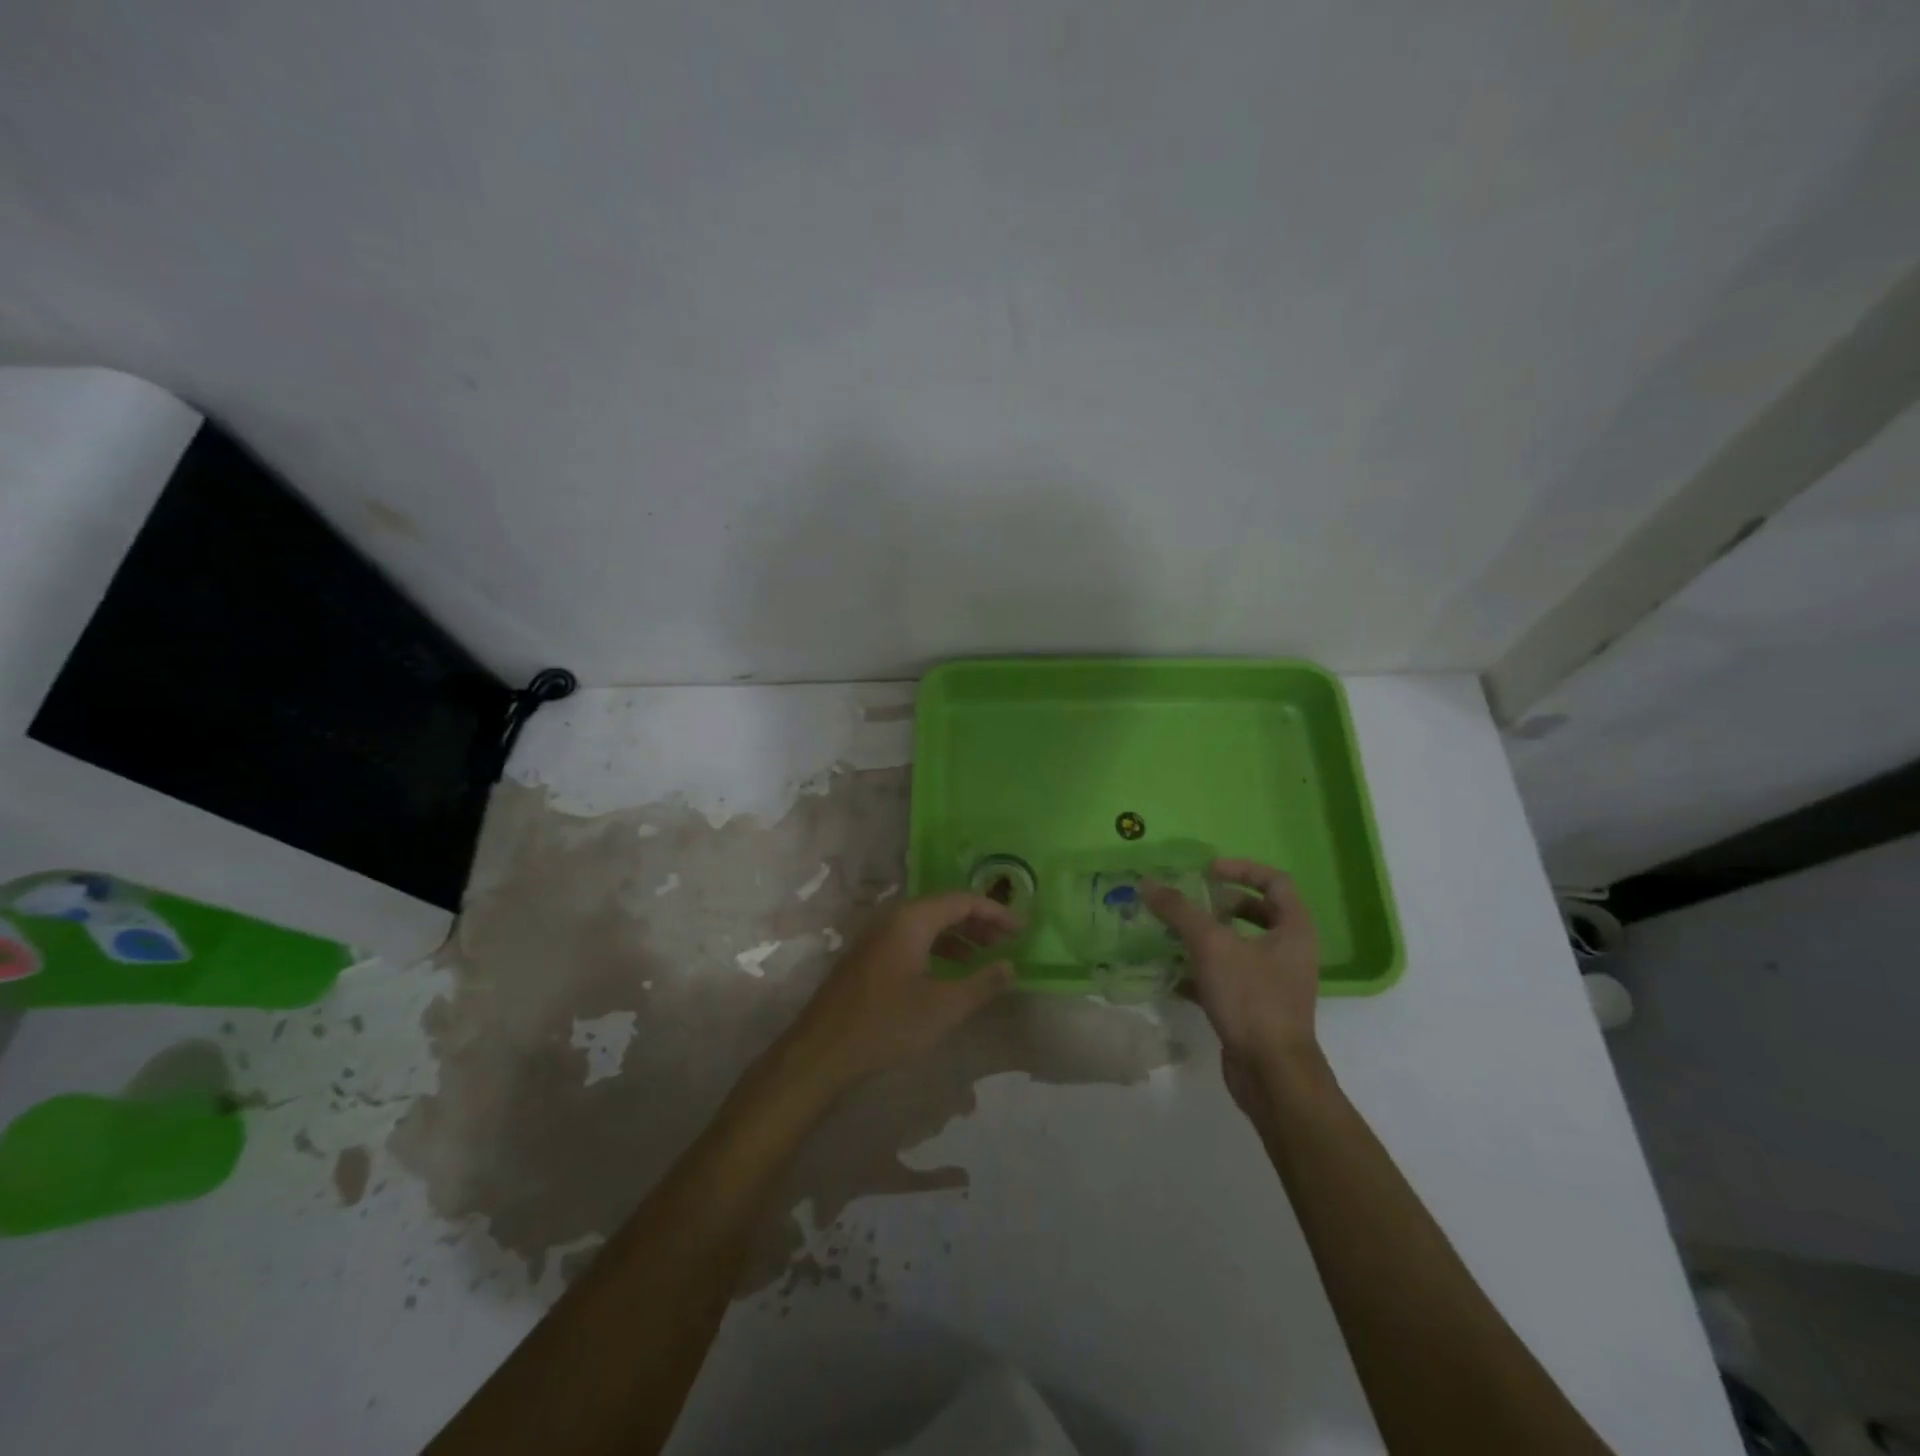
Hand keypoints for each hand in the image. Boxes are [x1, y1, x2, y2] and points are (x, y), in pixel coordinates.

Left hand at [778, 892, 1019, 1093]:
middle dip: (978, 922)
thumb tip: (1010, 966)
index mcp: (912, 919)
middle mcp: (893, 919)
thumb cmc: (887, 1024)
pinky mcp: (868, 957)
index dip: (996, 912)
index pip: (962, 900)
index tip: (1022, 929)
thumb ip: (982, 984)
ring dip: (958, 936)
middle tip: (1007, 941)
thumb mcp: (944, 1007)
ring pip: (927, 924)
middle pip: (944, 908)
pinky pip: (911, 939)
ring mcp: (876, 937)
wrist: (821, 1051)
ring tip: (984, 957)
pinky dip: (937, 948)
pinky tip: (949, 971)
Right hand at [1144, 859, 1322, 1112]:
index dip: (1241, 869)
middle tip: (1192, 903)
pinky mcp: (1257, 1008)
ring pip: (1241, 946)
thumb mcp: (1211, 945)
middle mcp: (1290, 952)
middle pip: (1258, 912)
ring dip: (1209, 937)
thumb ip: (1179, 911)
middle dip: (1222, 904)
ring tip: (1175, 934)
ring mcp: (1275, 982)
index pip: (1275, 881)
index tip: (1207, 871)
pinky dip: (1203, 971)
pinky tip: (1174, 976)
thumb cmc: (1251, 998)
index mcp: (1294, 929)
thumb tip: (1148, 882)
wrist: (1271, 1073)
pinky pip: (1229, 978)